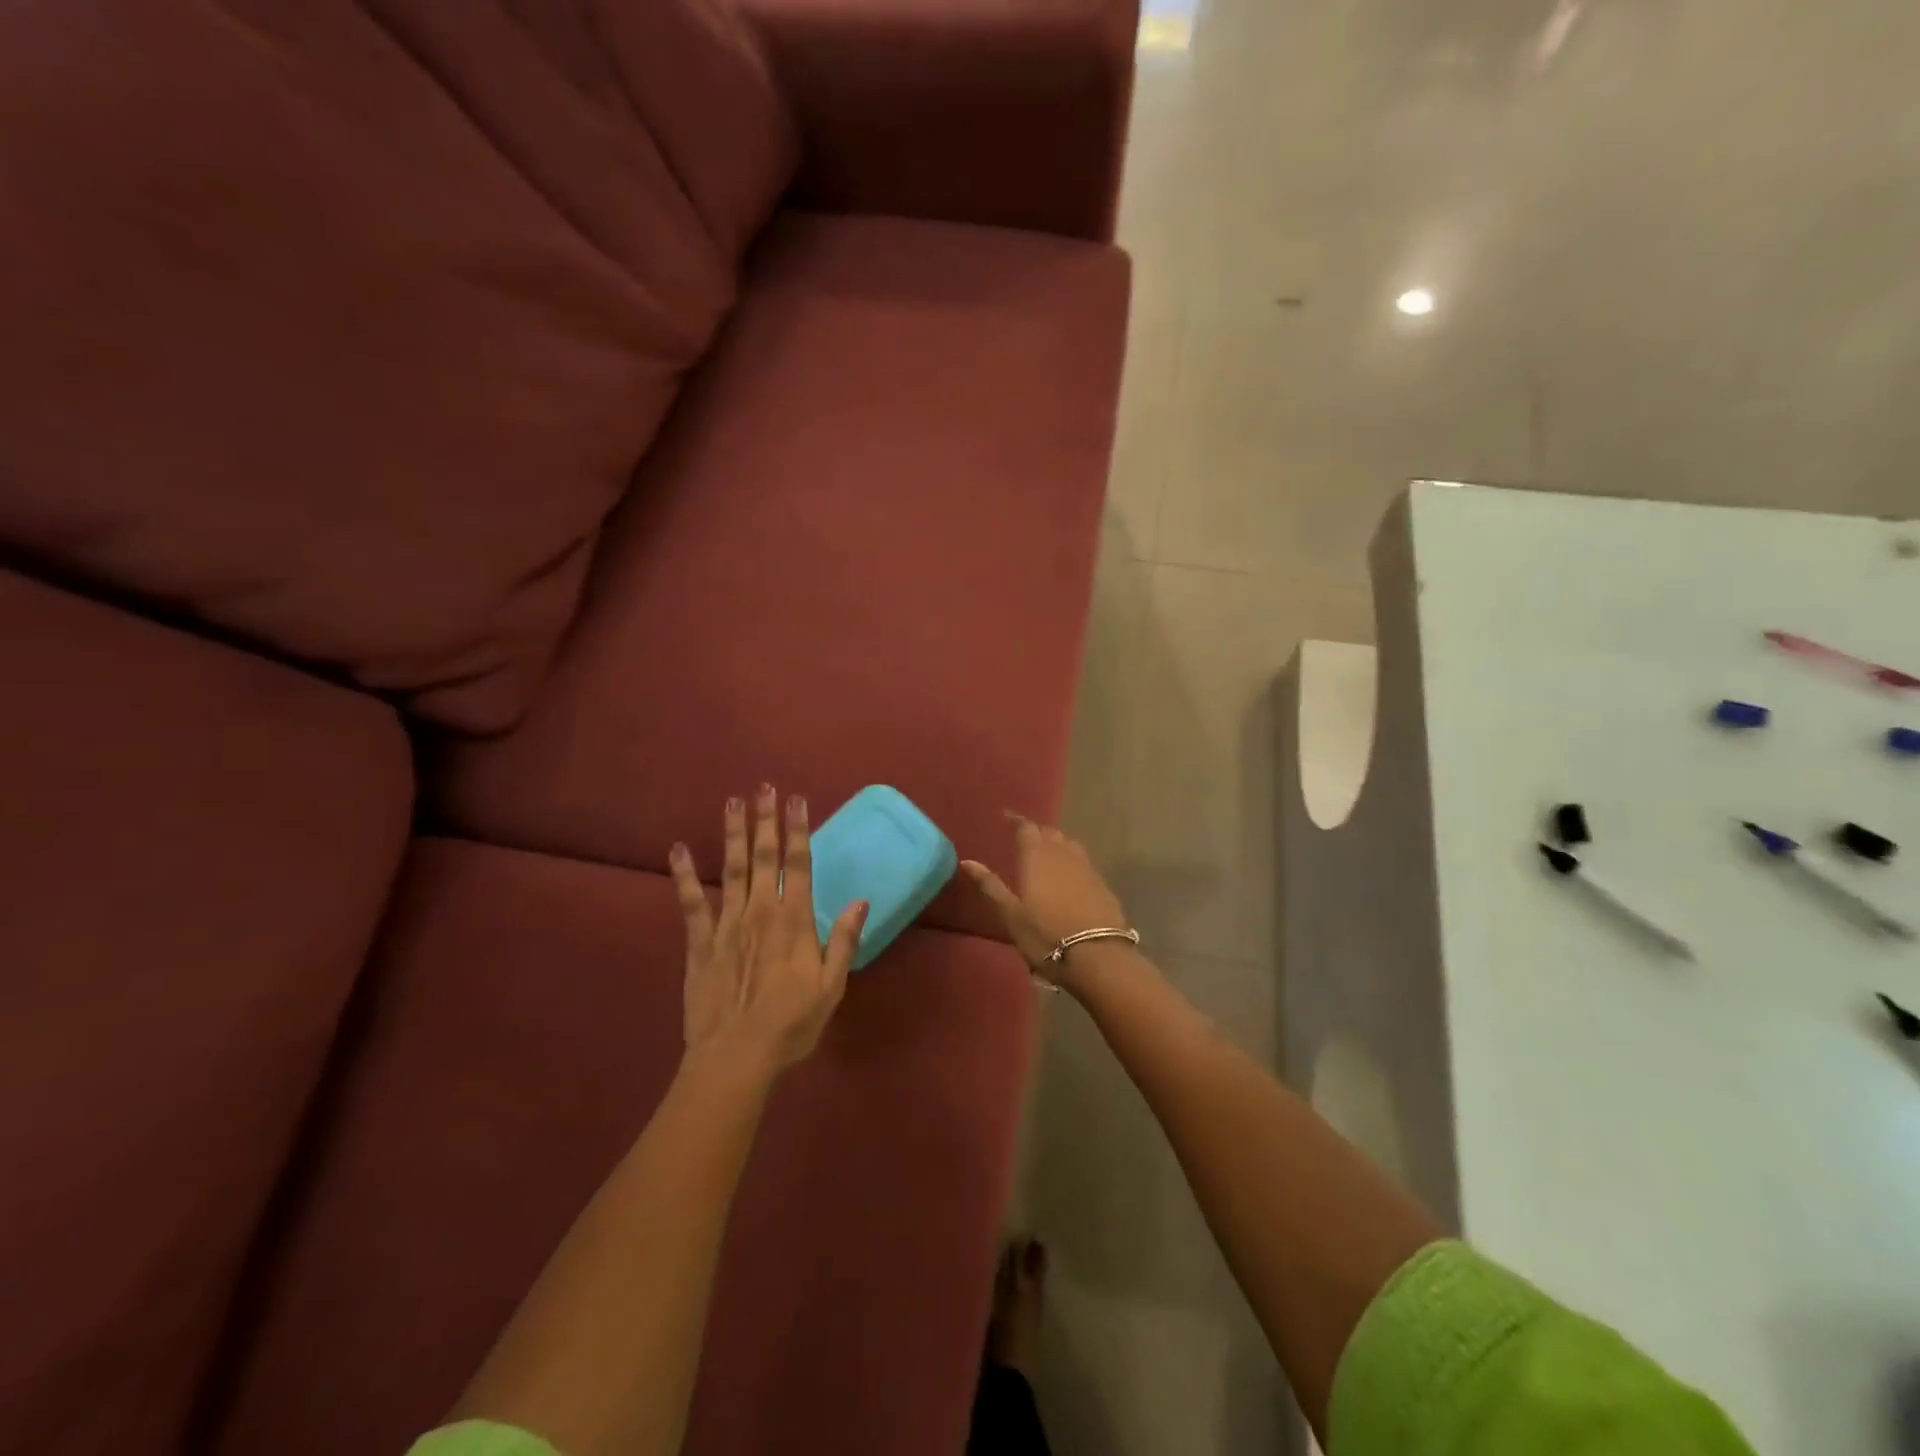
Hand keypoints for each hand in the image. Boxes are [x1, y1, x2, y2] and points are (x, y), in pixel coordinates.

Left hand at [670, 786, 868, 1075]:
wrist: (736, 1056)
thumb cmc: (791, 1024)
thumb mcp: (831, 987)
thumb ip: (845, 941)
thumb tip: (861, 901)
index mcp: (795, 921)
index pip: (799, 864)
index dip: (798, 830)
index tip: (797, 799)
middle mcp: (761, 911)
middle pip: (763, 856)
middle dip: (766, 820)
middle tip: (764, 787)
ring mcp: (727, 924)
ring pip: (731, 869)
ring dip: (733, 834)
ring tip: (733, 803)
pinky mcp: (700, 942)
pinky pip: (692, 902)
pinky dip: (685, 875)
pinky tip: (678, 849)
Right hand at [961, 816, 1131, 982]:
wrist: (1098, 956)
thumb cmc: (1046, 935)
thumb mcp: (1011, 915)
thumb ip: (990, 886)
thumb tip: (967, 861)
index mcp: (1037, 856)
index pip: (1026, 828)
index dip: (1016, 820)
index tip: (1006, 817)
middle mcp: (1063, 854)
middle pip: (1050, 833)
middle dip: (1037, 831)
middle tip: (1024, 837)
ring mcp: (1087, 868)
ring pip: (1070, 844)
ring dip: (1057, 843)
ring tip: (1047, 852)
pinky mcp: (1102, 884)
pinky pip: (1084, 862)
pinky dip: (1073, 860)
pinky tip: (1069, 875)